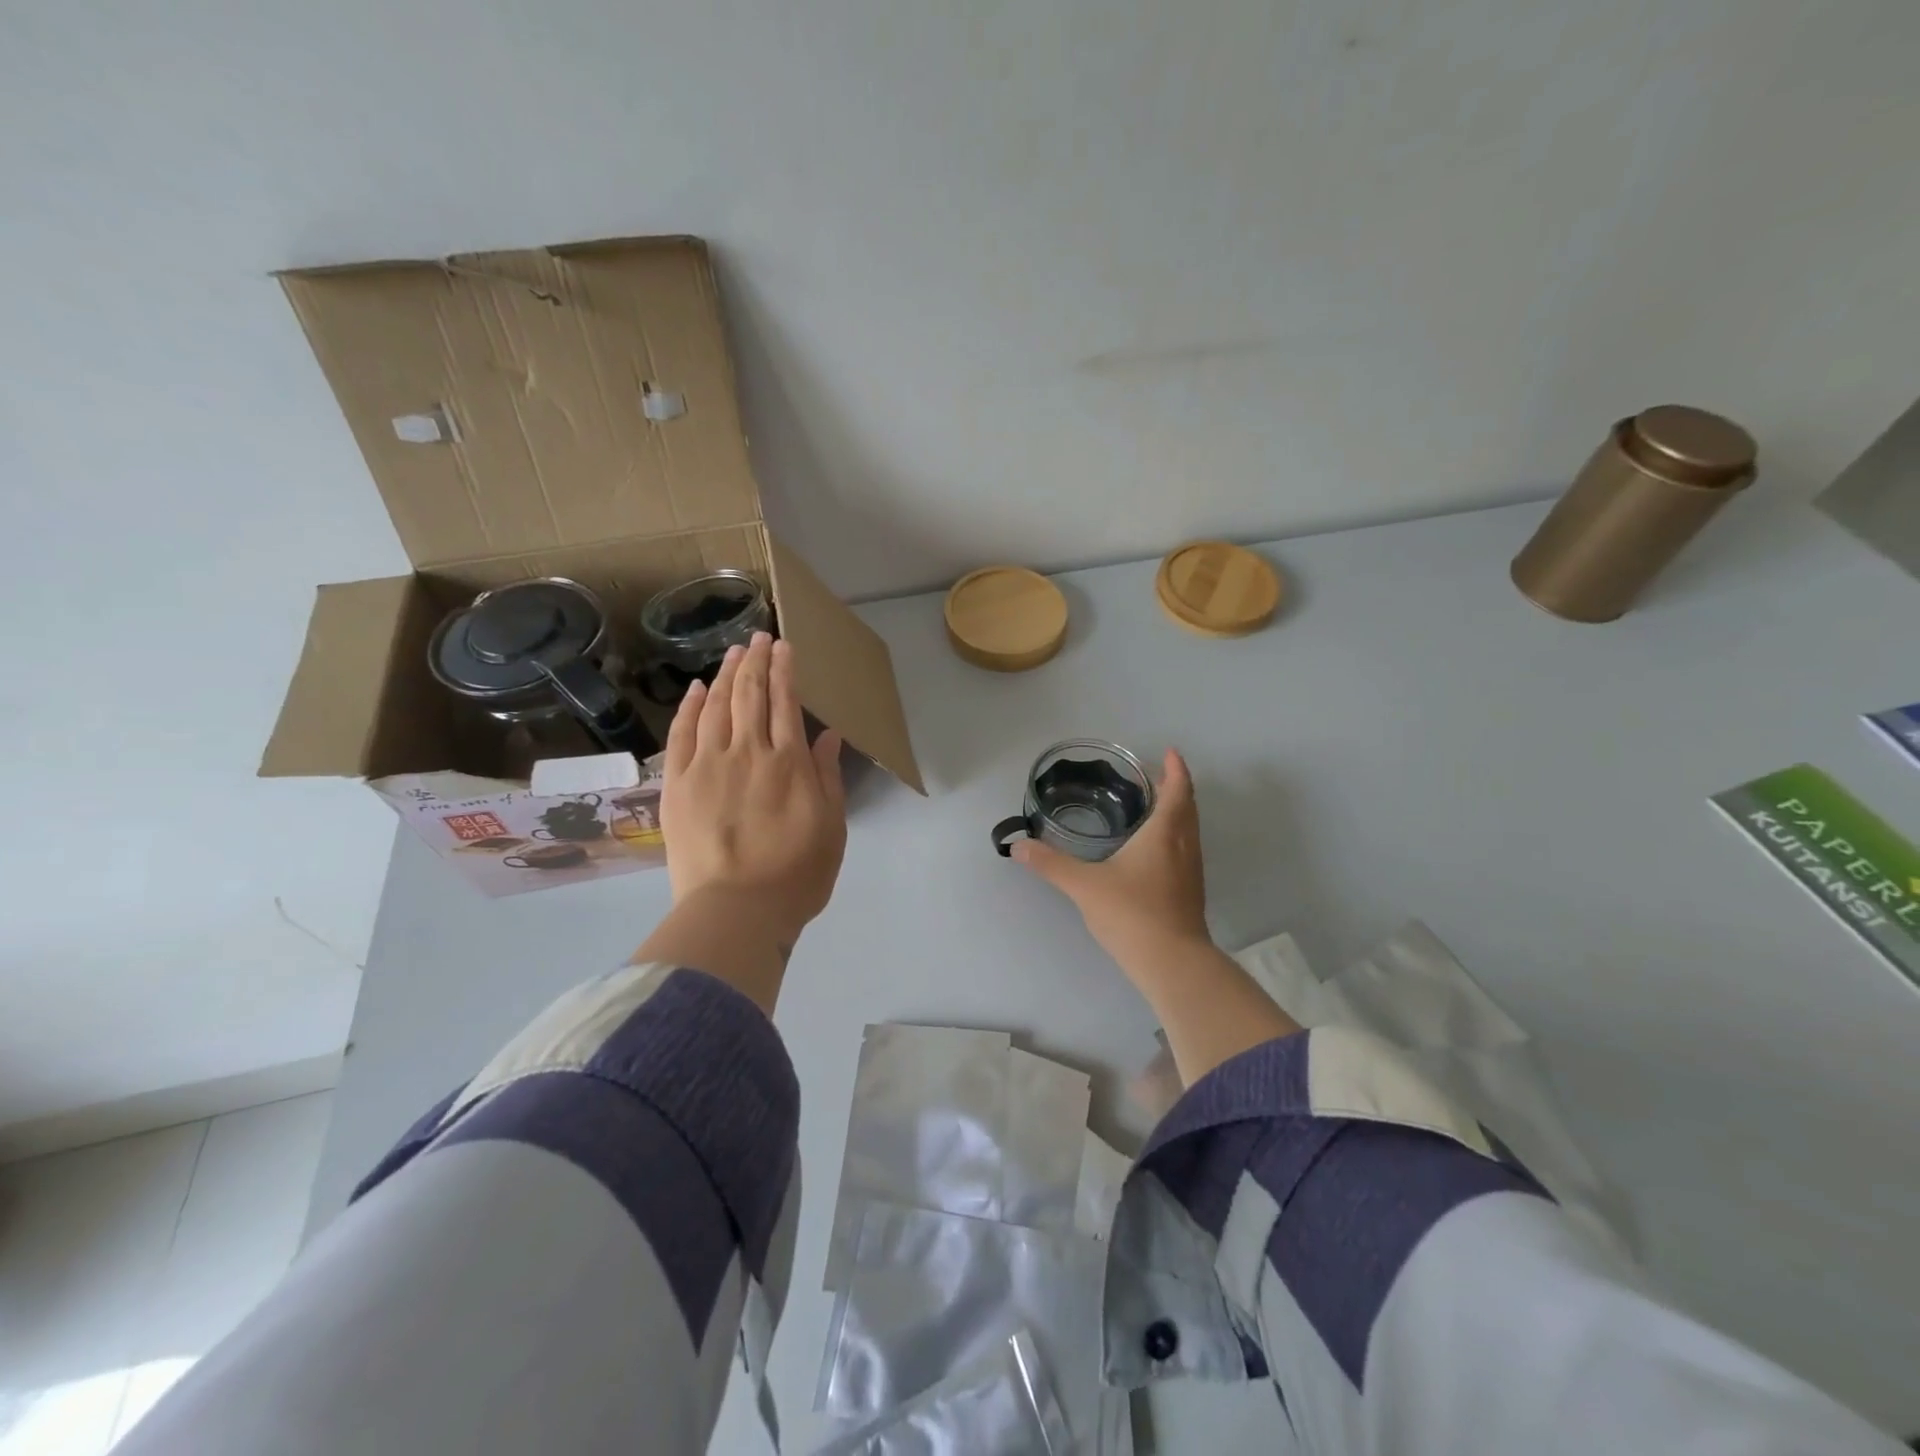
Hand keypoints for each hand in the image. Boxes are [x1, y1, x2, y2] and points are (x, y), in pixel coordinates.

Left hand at [659, 632, 847, 942]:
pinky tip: (695, 689)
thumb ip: (828, 777)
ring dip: (725, 675)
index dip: (784, 670)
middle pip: (749, 695)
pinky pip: (681, 735)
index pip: (784, 702)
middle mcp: (748, 752)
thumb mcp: (832, 827)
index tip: (783, 646)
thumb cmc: (796, 875)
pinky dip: (688, 708)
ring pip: (715, 707)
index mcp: (789, 763)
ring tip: (733, 652)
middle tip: (758, 637)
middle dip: (755, 661)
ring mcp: (708, 765)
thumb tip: (828, 735)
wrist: (736, 911)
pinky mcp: (678, 784)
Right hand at [1011, 748, 1210, 975]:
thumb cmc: (1132, 913)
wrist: (1172, 963)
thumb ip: (1050, 864)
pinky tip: (1154, 850)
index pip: (1178, 790)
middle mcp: (1184, 846)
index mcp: (1164, 833)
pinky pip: (1186, 849)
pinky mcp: (1190, 892)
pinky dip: (1175, 836)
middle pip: (1188, 807)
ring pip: (1189, 830)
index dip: (1177, 769)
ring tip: (1154, 806)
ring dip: (1178, 812)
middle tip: (1157, 775)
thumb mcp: (1084, 886)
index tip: (1172, 752)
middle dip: (1176, 787)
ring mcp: (1191, 870)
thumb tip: (1017, 847)